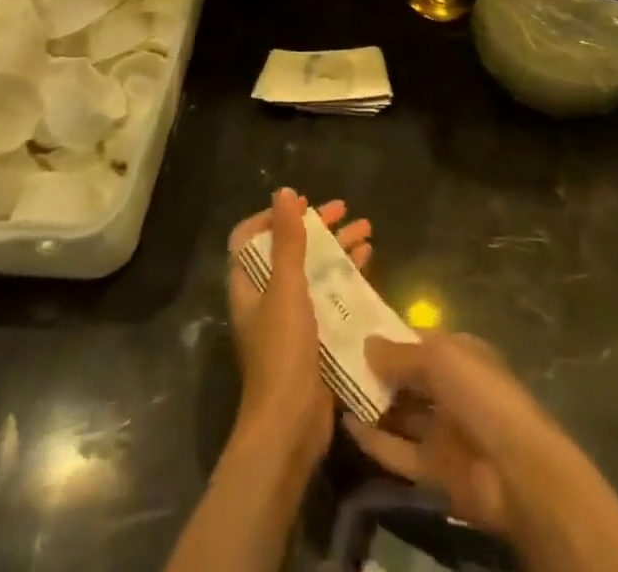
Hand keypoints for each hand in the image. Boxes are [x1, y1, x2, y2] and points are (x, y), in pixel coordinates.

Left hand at [226, 188, 372, 466]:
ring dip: (337, 247)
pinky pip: (329, 295)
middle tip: (344, 209)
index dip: (272, 217)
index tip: (301, 205)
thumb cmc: (282, 350)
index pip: (250, 238)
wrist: (290, 426)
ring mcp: (290, 319)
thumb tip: (283, 192)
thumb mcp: (286, 288)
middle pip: (289, 249)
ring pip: (314, 270)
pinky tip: (368, 261)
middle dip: (316, 227)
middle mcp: (266, 297)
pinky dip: (346, 275)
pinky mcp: (314, 337)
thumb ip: (286, 240)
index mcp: (248, 285)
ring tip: (367, 228)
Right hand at [346, 333, 617, 571]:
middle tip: (331, 360)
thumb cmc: (481, 394)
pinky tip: (346, 426)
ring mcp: (443, 430)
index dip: (385, 335)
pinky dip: (375, 440)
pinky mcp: (435, 470)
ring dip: (371, 404)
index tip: (348, 329)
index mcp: (458, 353)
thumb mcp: (439, 357)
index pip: (415, 339)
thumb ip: (400, 354)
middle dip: (374, 370)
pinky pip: (399, 451)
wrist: (516, 471)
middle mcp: (450, 388)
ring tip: (330, 390)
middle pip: (406, 377)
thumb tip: (366, 343)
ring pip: (400, 413)